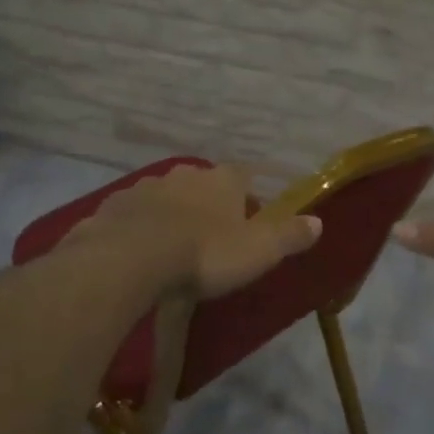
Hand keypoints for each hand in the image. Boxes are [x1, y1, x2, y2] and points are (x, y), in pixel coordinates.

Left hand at [70, 164, 321, 299]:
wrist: (129, 259)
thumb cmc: (205, 253)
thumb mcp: (259, 251)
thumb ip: (289, 235)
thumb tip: (319, 222)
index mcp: (222, 180)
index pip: (243, 177)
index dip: (248, 197)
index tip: (250, 219)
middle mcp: (184, 174)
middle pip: (202, 185)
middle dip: (208, 205)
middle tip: (212, 236)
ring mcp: (145, 188)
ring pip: (165, 197)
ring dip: (172, 215)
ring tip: (173, 246)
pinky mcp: (113, 207)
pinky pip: (133, 215)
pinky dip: (139, 228)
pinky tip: (139, 252)